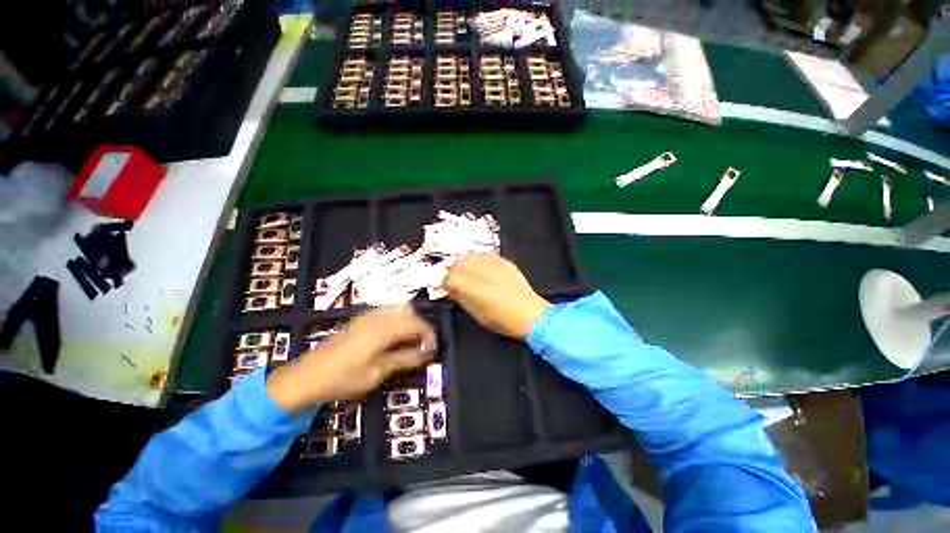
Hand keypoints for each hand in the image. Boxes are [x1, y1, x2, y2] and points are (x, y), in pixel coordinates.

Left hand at [267, 305, 436, 412]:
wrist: (306, 377)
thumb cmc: (343, 378)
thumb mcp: (377, 372)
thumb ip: (404, 359)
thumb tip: (426, 353)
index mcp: (383, 329)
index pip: (416, 324)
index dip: (428, 335)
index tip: (433, 349)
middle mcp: (378, 317)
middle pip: (409, 313)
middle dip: (420, 327)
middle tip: (422, 346)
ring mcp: (367, 316)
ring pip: (398, 309)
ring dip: (409, 322)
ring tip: (409, 342)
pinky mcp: (360, 320)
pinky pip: (387, 313)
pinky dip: (397, 321)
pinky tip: (394, 338)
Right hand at [444, 253, 550, 338]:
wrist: (528, 313)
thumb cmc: (501, 319)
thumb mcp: (476, 313)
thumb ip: (461, 298)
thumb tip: (453, 291)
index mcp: (467, 285)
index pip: (448, 278)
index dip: (447, 285)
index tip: (450, 290)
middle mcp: (477, 269)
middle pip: (458, 263)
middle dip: (455, 271)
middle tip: (458, 280)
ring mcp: (491, 262)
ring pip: (470, 255)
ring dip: (466, 263)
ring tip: (470, 273)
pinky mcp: (502, 260)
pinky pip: (485, 255)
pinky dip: (479, 260)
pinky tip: (483, 269)